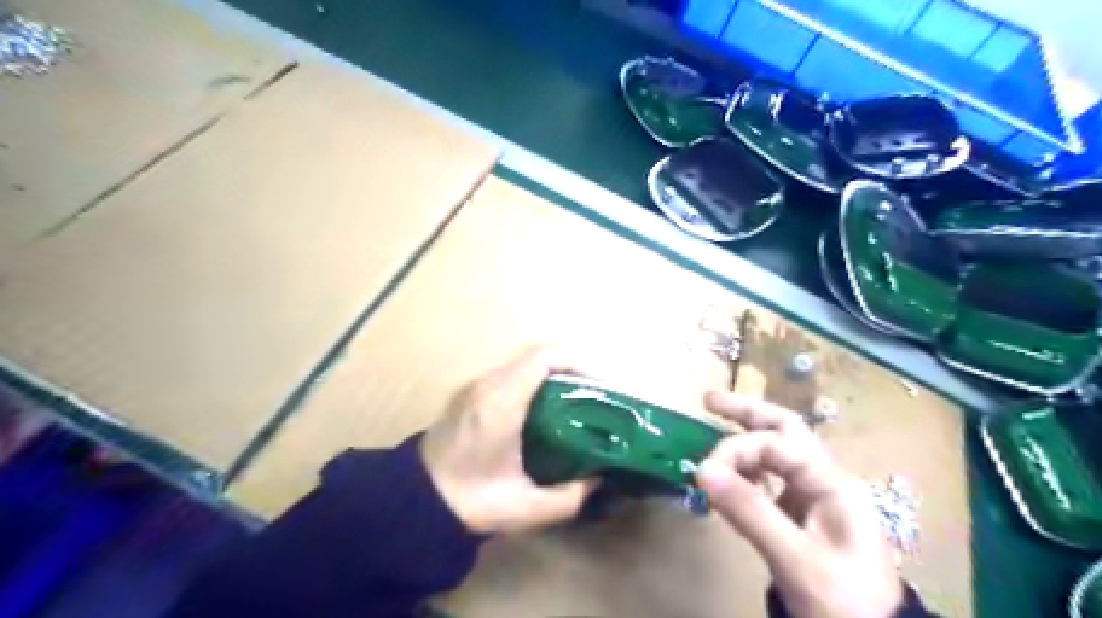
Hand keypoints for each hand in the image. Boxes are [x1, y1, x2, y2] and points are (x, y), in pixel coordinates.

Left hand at [422, 350, 599, 531]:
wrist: (413, 504)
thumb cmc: (470, 502)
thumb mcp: (526, 508)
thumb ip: (569, 497)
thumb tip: (598, 480)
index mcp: (501, 402)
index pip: (544, 358)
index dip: (577, 361)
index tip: (599, 383)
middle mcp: (487, 385)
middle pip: (536, 356)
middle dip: (570, 369)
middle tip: (593, 395)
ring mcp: (474, 387)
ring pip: (522, 364)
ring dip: (551, 375)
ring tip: (574, 402)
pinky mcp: (468, 395)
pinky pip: (509, 375)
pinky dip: (533, 382)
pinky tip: (544, 410)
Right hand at [695, 394, 904, 616]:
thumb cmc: (844, 603)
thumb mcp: (796, 559)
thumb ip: (749, 510)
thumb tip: (701, 469)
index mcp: (832, 482)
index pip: (775, 443)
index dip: (736, 449)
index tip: (705, 471)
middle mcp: (824, 480)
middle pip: (784, 430)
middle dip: (746, 412)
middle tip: (708, 401)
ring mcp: (814, 497)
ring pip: (778, 452)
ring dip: (745, 438)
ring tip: (713, 433)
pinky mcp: (802, 516)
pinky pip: (771, 479)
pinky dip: (747, 470)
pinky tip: (729, 476)